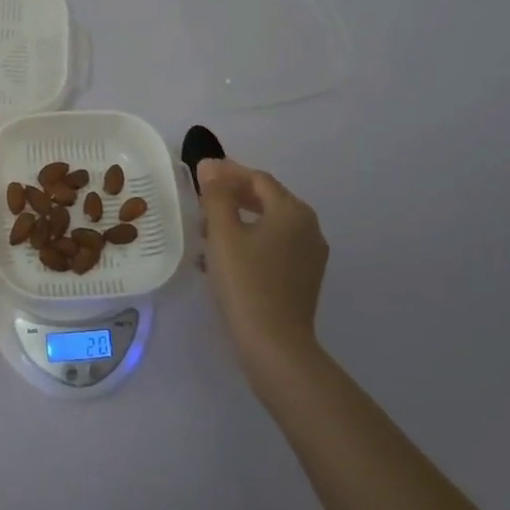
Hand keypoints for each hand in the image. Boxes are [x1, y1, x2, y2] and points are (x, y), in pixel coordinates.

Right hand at [197, 159, 327, 382]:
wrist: (275, 344)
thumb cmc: (246, 283)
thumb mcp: (223, 234)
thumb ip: (216, 195)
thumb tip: (210, 165)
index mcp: (292, 211)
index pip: (258, 179)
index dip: (228, 172)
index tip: (200, 174)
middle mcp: (309, 227)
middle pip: (267, 199)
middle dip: (233, 196)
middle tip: (201, 199)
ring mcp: (310, 255)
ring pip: (270, 225)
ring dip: (239, 220)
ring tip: (206, 230)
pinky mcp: (303, 278)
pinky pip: (274, 247)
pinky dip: (250, 242)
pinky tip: (224, 258)